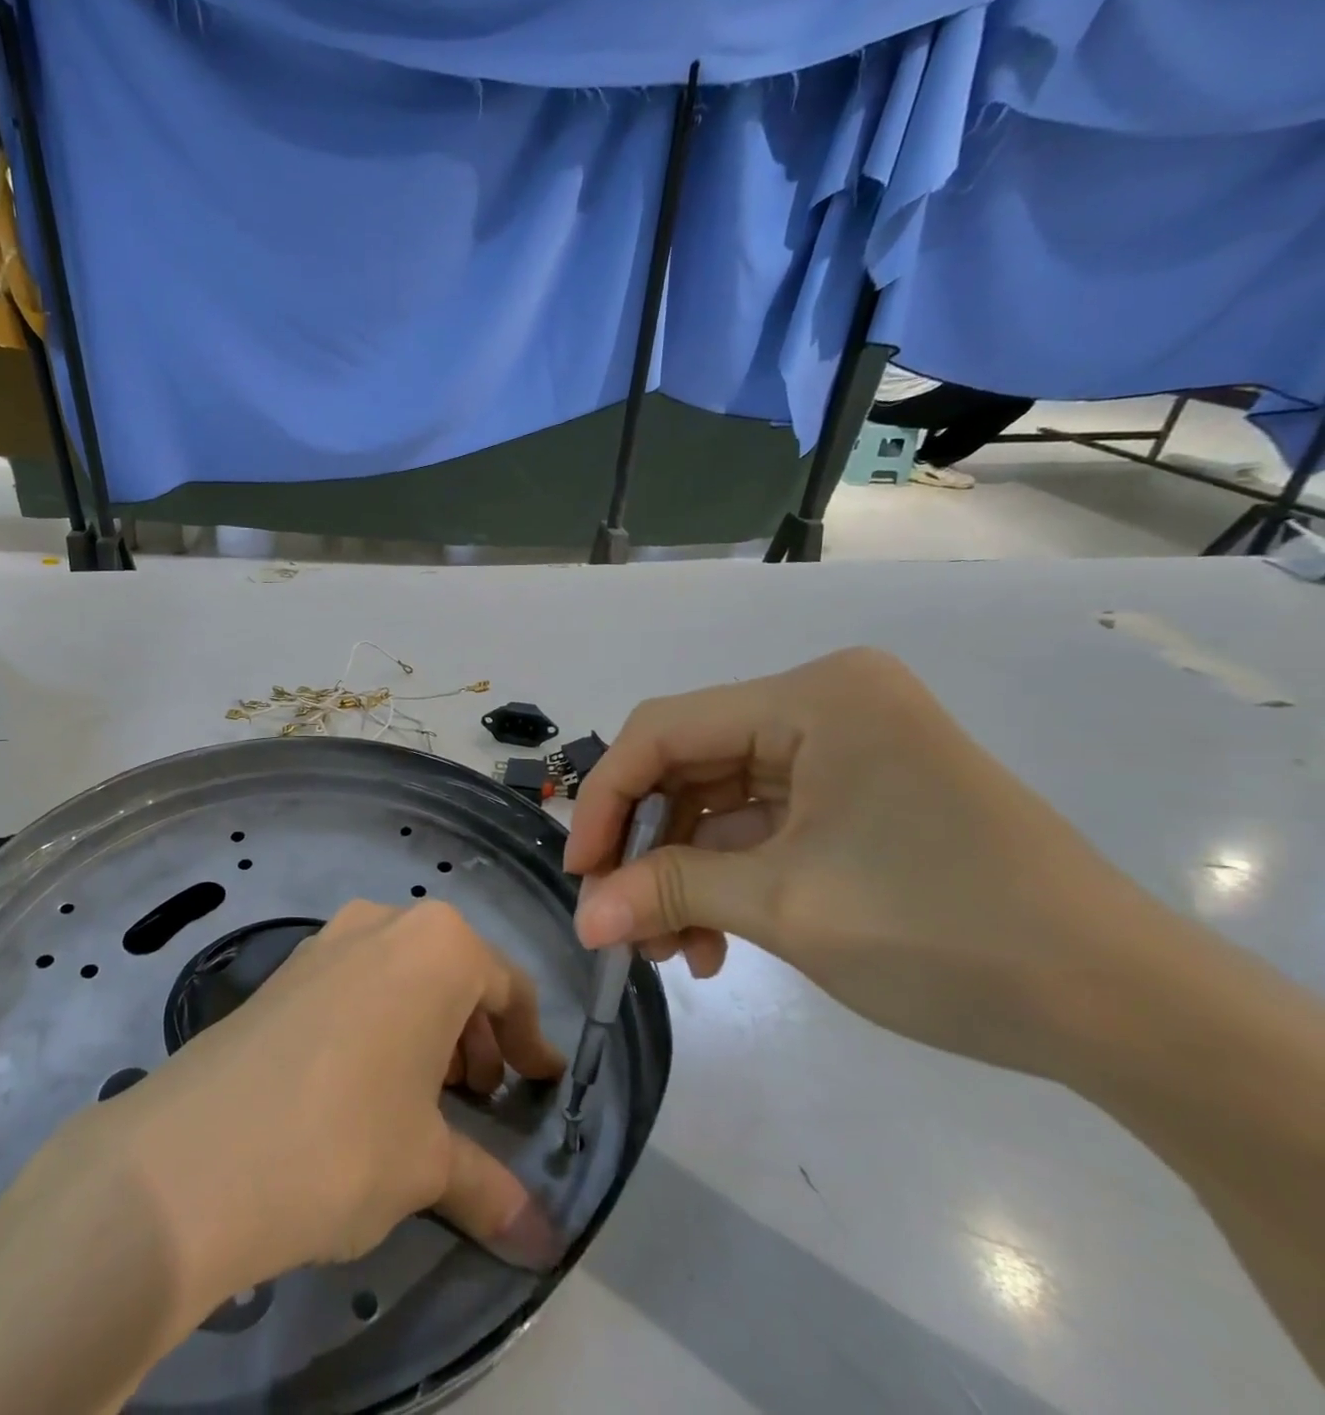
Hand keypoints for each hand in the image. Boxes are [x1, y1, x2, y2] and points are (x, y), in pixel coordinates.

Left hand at [91, 899, 568, 1310]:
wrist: (195, 1154)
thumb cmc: (345, 1139)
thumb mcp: (427, 1165)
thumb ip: (491, 1187)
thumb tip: (542, 1241)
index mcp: (437, 946)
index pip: (507, 985)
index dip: (530, 1039)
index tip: (542, 1083)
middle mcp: (383, 923)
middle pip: (454, 973)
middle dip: (475, 1035)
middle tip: (479, 1098)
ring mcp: (327, 939)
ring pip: (401, 975)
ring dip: (426, 1028)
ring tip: (424, 1097)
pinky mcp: (284, 970)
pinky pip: (354, 983)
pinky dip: (378, 1021)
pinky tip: (364, 1083)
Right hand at [566, 648, 1166, 1076]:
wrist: (1130, 1014)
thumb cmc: (950, 934)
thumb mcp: (788, 908)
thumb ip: (668, 894)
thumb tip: (582, 917)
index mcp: (814, 697)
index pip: (665, 730)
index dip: (607, 799)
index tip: (580, 874)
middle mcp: (824, 705)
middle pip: (689, 764)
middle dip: (648, 846)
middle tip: (616, 917)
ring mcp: (842, 749)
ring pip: (719, 801)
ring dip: (684, 873)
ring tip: (669, 948)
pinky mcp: (855, 794)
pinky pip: (761, 825)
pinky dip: (727, 878)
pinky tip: (714, 941)